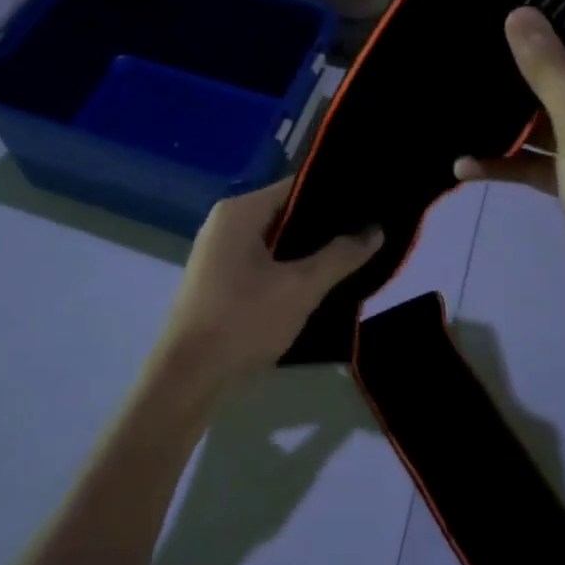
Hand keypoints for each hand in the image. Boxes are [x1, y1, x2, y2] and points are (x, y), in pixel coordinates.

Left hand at [155, 178, 381, 392]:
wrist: (188, 378)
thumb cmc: (243, 321)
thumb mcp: (301, 288)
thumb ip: (340, 256)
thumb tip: (376, 229)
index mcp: (240, 211)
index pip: (297, 186)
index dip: (335, 194)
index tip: (370, 205)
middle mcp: (227, 222)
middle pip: (287, 212)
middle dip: (325, 225)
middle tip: (368, 233)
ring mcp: (220, 251)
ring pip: (277, 239)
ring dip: (309, 250)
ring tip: (352, 255)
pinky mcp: (220, 278)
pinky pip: (264, 260)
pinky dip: (290, 267)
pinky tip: (319, 280)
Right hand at [454, 9, 564, 333]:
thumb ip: (550, 68)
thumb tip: (519, 12)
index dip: (554, 18)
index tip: (500, 5)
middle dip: (521, 67)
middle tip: (468, 46)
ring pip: (551, 116)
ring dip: (510, 117)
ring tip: (458, 99)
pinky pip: (542, 158)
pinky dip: (510, 159)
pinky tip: (465, 165)